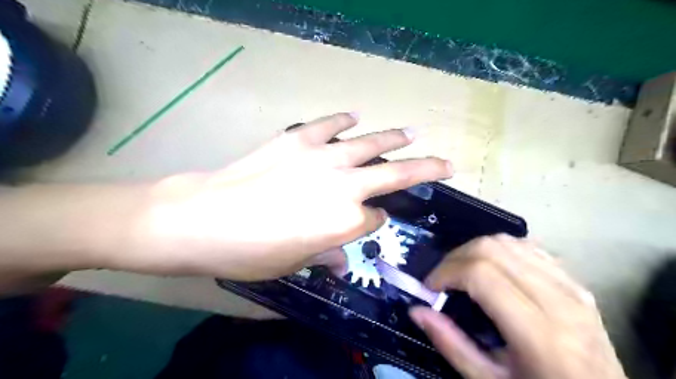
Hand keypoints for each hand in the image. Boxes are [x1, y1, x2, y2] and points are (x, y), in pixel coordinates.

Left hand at [124, 112, 453, 280]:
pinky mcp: (298, 140)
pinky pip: (328, 125)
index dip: (376, 221)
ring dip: (395, 138)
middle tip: (446, 163)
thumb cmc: (251, 252)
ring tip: (413, 133)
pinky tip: (355, 116)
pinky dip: (343, 120)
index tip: (373, 220)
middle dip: (426, 169)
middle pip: (396, 175)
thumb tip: (342, 256)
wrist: (204, 218)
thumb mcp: (294, 264)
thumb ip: (326, 254)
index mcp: (346, 222)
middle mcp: (345, 187)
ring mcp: (323, 158)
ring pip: (371, 143)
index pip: (376, 219)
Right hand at [407, 236, 627, 377]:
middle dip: (456, 257)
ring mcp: (571, 286)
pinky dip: (499, 250)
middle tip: (442, 278)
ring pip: (509, 241)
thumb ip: (450, 344)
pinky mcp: (574, 281)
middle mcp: (559, 300)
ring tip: (462, 271)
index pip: (482, 274)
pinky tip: (490, 268)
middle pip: (493, 249)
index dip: (447, 272)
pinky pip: (528, 247)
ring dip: (475, 250)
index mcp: (540, 334)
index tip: (430, 287)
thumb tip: (416, 310)